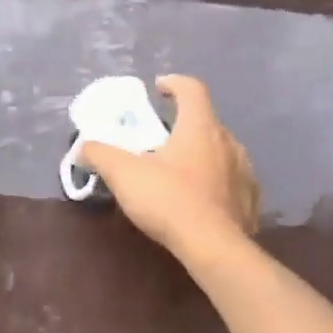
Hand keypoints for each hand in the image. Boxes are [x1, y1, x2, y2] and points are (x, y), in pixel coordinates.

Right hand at [79, 75, 258, 264]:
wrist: (215, 248)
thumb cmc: (170, 201)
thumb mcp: (124, 175)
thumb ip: (100, 155)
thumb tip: (83, 148)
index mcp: (200, 127)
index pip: (191, 89)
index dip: (173, 84)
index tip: (158, 89)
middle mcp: (228, 142)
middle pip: (206, 122)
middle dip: (183, 126)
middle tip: (160, 142)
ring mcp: (244, 171)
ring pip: (221, 152)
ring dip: (201, 155)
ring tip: (179, 173)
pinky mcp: (250, 200)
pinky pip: (232, 182)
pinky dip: (215, 183)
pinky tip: (201, 201)